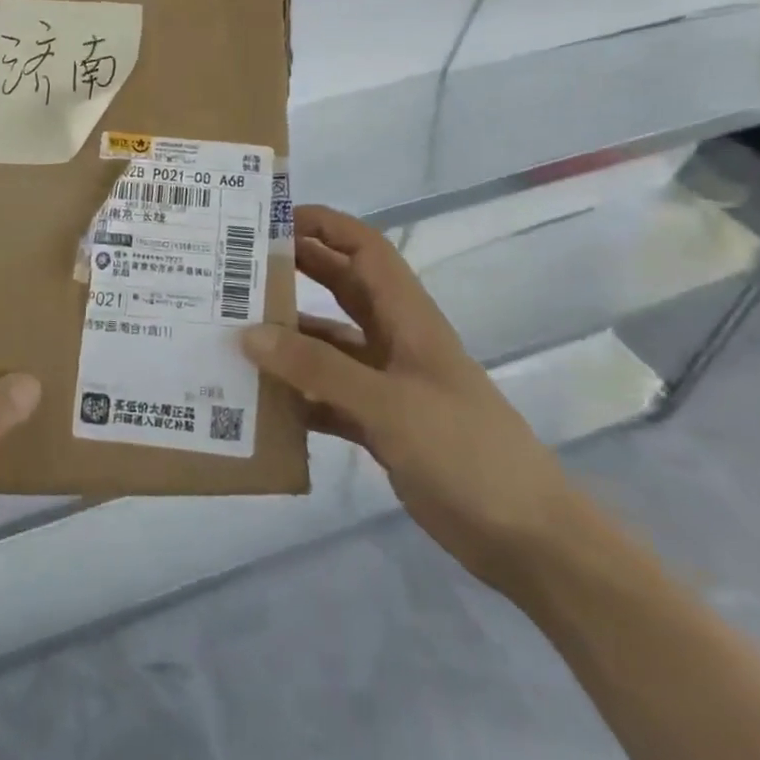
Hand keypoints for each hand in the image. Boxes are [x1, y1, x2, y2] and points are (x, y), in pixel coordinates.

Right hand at [241, 204, 577, 593]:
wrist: (527, 539)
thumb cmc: (466, 452)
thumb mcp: (389, 404)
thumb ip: (318, 368)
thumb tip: (249, 334)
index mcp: (408, 318)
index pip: (365, 249)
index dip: (324, 225)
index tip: (271, 221)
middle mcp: (394, 341)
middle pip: (341, 289)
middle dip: (295, 272)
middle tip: (237, 269)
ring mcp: (387, 384)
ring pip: (328, 345)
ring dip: (288, 339)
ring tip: (232, 333)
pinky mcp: (380, 424)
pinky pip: (327, 396)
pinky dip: (297, 395)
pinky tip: (259, 401)